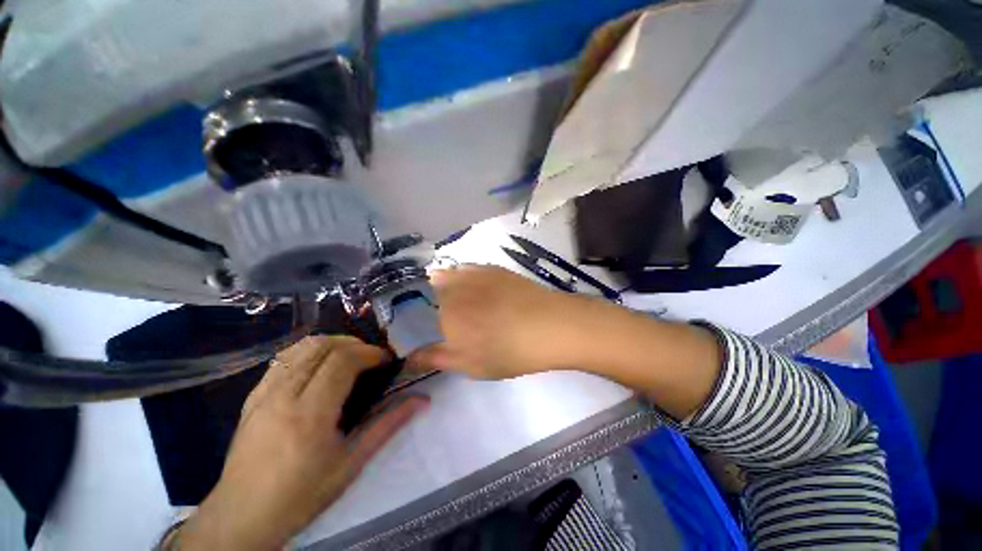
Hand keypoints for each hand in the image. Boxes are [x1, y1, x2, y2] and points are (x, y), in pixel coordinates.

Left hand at [175, 336, 427, 550]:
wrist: (242, 517)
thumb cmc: (302, 495)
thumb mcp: (352, 464)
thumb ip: (388, 425)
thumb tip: (422, 400)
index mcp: (310, 415)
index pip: (343, 360)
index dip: (370, 353)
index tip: (386, 361)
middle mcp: (283, 395)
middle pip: (323, 346)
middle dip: (355, 344)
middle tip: (371, 359)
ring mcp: (263, 393)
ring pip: (302, 347)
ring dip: (333, 343)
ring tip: (349, 359)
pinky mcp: (252, 396)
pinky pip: (284, 358)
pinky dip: (309, 352)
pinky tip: (319, 367)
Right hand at [411, 265, 586, 378]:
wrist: (549, 325)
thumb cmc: (508, 351)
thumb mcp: (469, 365)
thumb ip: (434, 358)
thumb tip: (407, 359)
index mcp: (441, 314)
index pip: (412, 317)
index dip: (411, 325)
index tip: (418, 333)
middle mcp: (451, 289)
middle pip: (423, 294)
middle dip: (422, 306)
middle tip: (437, 321)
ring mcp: (471, 274)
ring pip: (441, 277)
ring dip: (436, 288)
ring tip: (450, 303)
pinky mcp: (488, 268)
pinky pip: (462, 269)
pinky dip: (457, 277)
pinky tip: (468, 288)